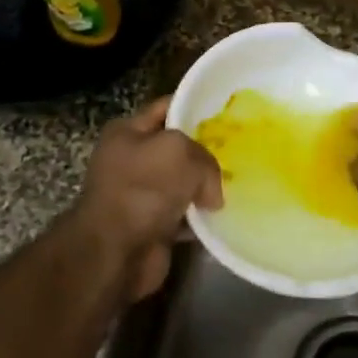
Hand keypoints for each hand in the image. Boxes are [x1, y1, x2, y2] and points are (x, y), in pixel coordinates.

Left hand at [66, 97, 222, 302]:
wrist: (116, 251)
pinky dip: (203, 219)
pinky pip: (187, 216)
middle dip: (207, 151)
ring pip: (185, 184)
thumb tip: (211, 192)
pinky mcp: (154, 226)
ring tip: (239, 185)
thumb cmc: (143, 188)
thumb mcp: (180, 151)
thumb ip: (206, 157)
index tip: (228, 112)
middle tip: (240, 152)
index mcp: (128, 132)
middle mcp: (132, 160)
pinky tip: (224, 217)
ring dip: (207, 188)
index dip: (196, 106)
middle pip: (179, 149)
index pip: (167, 107)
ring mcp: (142, 195)